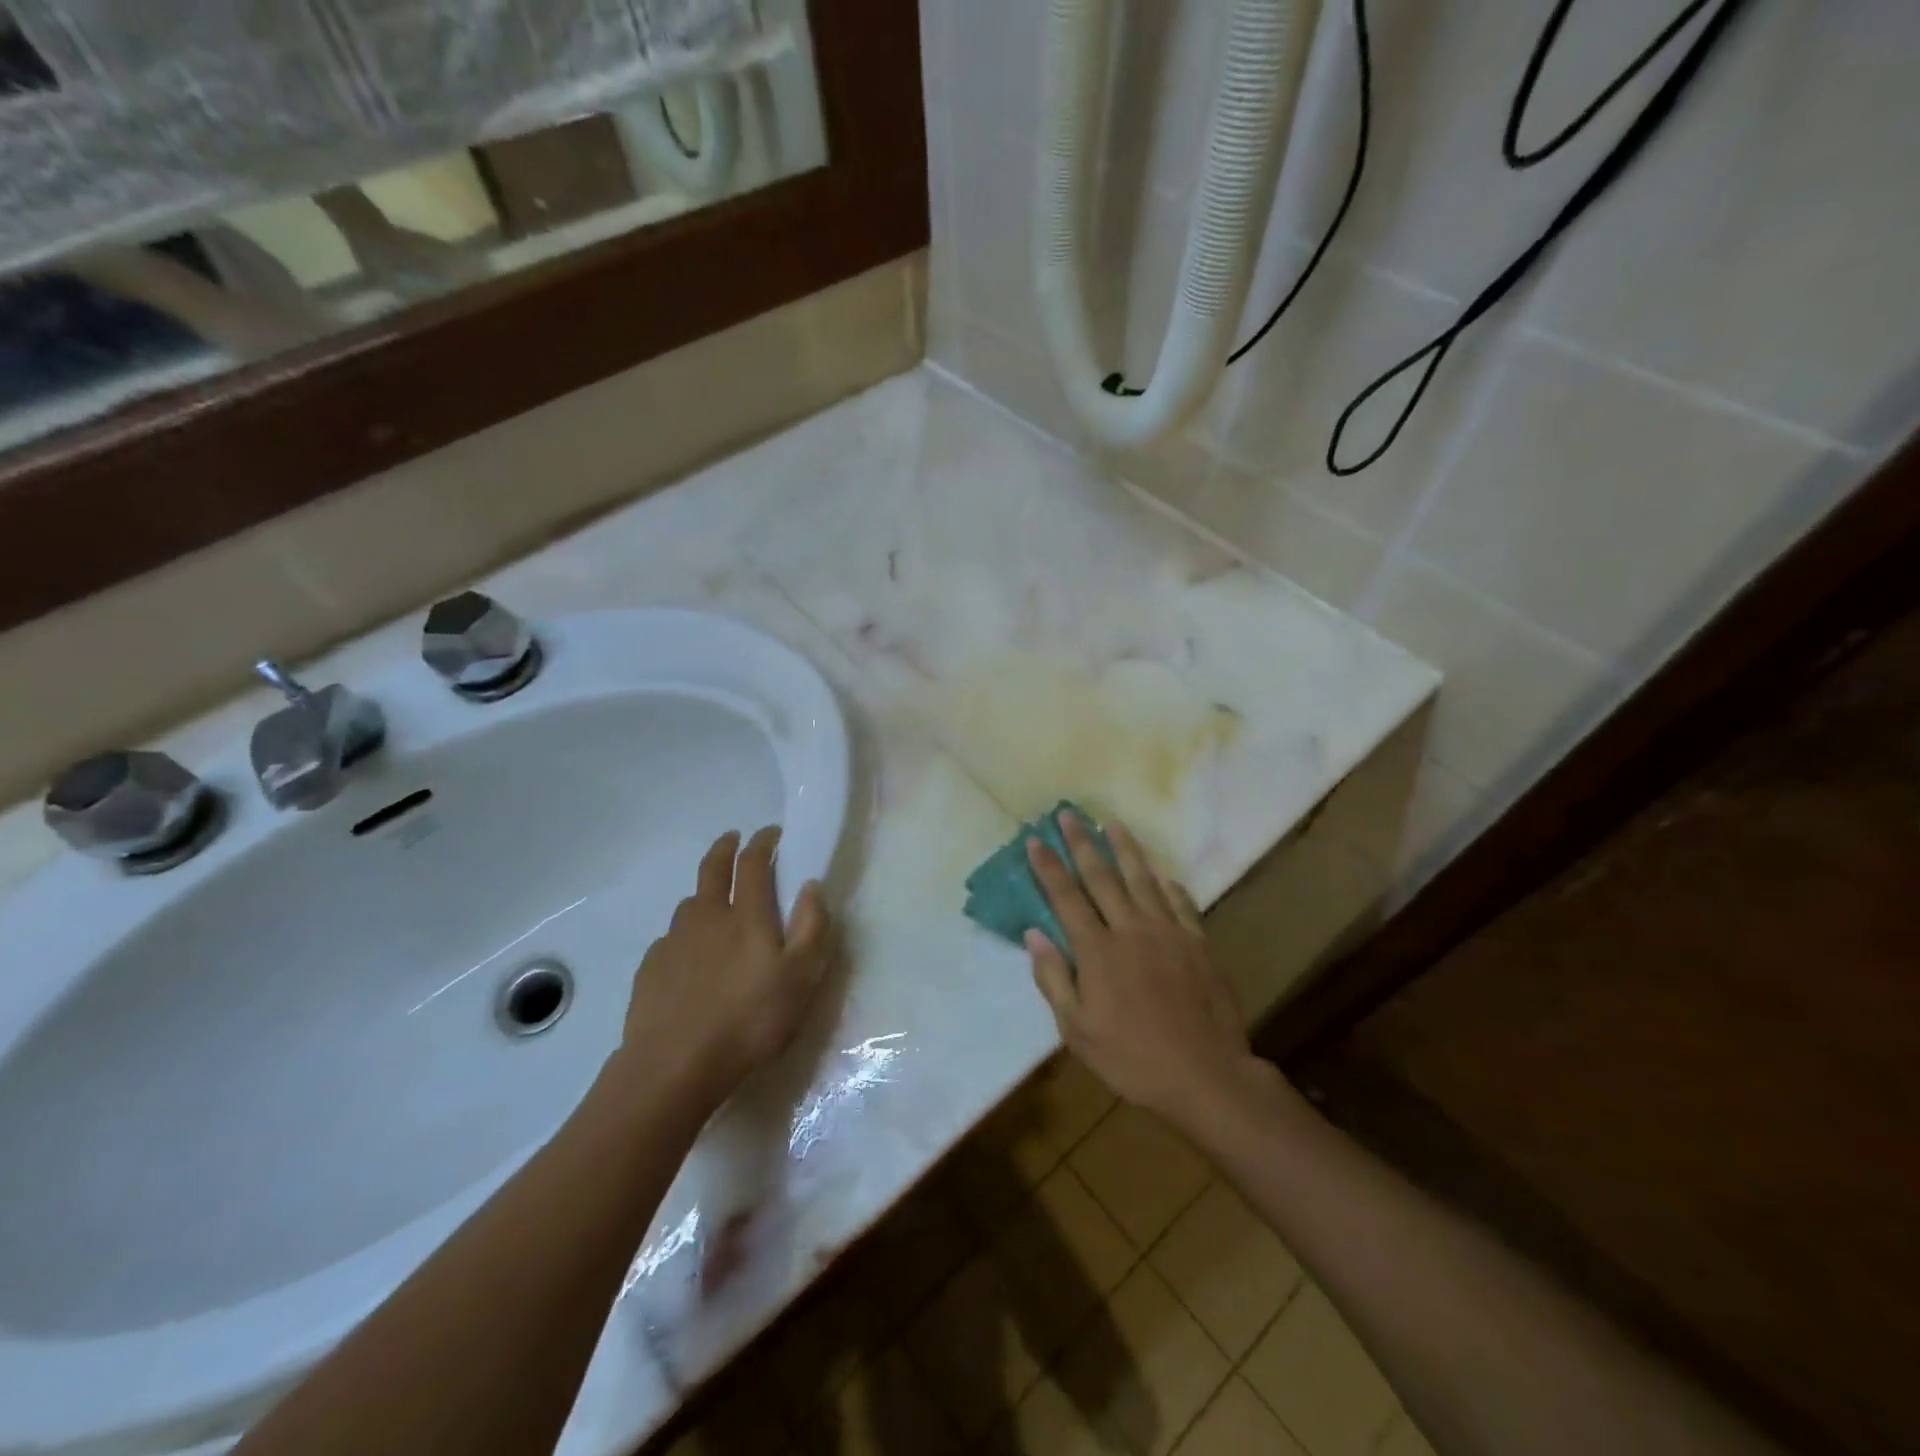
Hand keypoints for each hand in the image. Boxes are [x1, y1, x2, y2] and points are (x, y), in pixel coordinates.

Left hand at [613, 826, 834, 1118]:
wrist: (674, 1066)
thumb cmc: (749, 1020)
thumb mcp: (800, 977)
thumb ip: (812, 927)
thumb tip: (811, 885)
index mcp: (746, 915)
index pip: (753, 863)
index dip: (763, 842)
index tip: (772, 833)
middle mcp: (707, 917)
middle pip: (712, 870)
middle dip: (725, 848)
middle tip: (732, 838)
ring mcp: (674, 941)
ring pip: (690, 904)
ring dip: (704, 893)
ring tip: (714, 903)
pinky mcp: (651, 969)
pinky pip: (671, 939)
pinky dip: (685, 935)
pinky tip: (690, 957)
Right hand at [1025, 813, 1255, 1127]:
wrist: (1205, 1075)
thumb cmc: (1132, 1058)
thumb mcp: (1077, 1030)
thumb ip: (1054, 978)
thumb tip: (1034, 935)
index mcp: (1098, 951)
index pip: (1066, 898)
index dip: (1049, 867)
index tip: (1036, 840)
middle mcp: (1131, 929)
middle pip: (1102, 877)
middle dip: (1082, 843)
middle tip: (1069, 813)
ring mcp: (1168, 932)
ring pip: (1142, 879)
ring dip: (1125, 849)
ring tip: (1112, 823)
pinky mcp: (1197, 943)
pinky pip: (1180, 903)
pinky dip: (1168, 885)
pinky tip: (1162, 873)